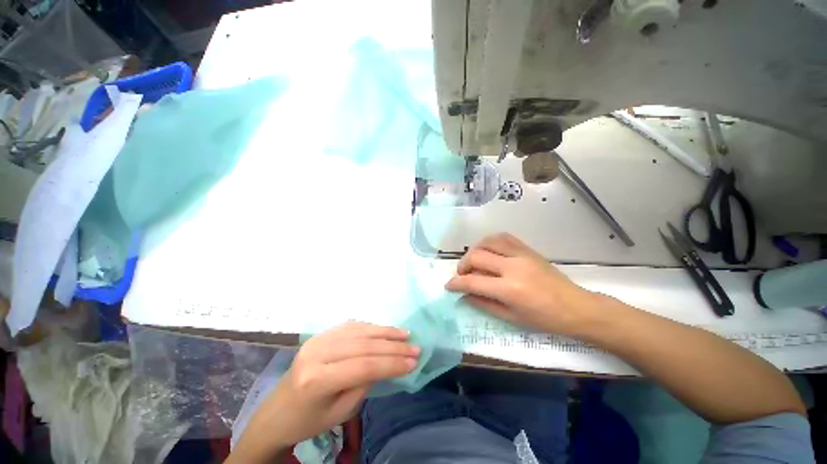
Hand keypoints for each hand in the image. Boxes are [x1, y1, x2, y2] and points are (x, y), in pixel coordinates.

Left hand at [228, 322, 418, 462]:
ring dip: (385, 332)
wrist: (277, 412)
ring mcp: (317, 339)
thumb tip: (386, 362)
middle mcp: (317, 353)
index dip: (392, 363)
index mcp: (317, 379)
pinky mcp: (320, 334)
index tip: (413, 362)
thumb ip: (365, 383)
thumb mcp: (340, 412)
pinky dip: (370, 327)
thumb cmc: (308, 420)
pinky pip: (350, 326)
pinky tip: (384, 330)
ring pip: (359, 330)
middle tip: (415, 348)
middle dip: (393, 347)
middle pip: (364, 345)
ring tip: (405, 334)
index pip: (364, 366)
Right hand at [445, 233, 598, 335]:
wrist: (576, 307)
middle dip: (462, 265)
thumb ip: (483, 304)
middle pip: (476, 255)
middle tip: (463, 275)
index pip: (472, 281)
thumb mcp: (511, 318)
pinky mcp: (527, 249)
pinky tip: (488, 251)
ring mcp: (521, 254)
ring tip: (474, 262)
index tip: (448, 286)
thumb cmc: (544, 319)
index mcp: (509, 289)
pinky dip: (489, 242)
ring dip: (474, 251)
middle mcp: (512, 266)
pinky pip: (502, 237)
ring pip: (487, 241)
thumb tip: (463, 296)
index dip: (456, 283)